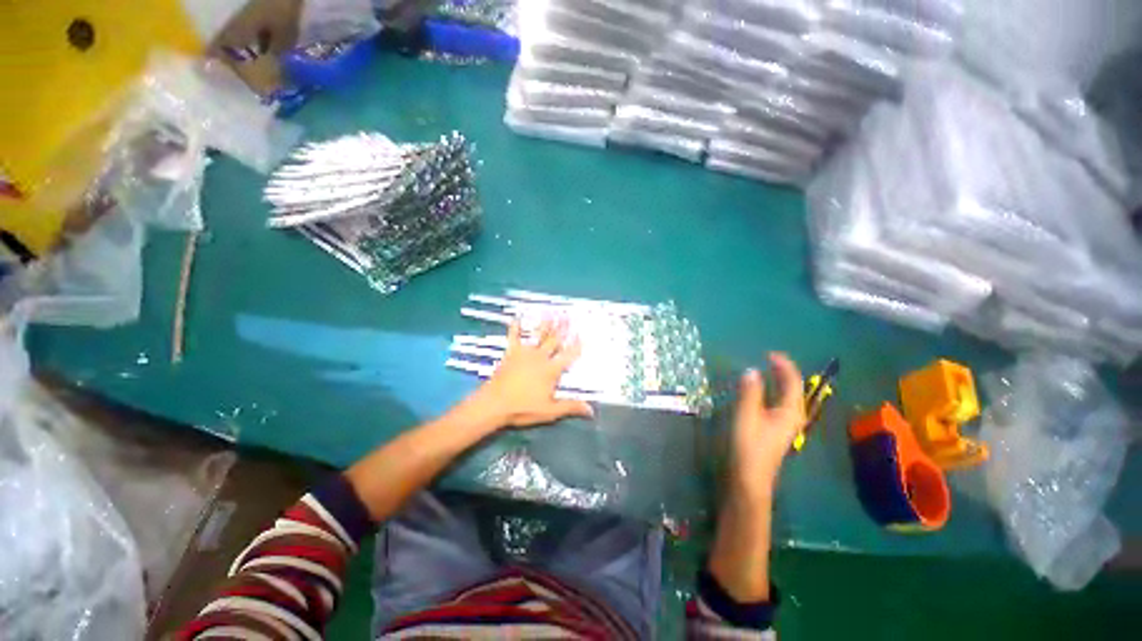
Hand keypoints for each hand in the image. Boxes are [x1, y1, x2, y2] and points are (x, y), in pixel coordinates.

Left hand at [469, 319, 593, 429]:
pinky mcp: (511, 353)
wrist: (494, 404)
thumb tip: (591, 410)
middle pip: (554, 340)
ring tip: (552, 313)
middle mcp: (540, 357)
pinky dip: (516, 327)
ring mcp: (524, 353)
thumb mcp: (550, 411)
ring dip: (545, 324)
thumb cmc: (523, 408)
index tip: (583, 335)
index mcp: (550, 370)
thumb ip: (570, 407)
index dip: (576, 346)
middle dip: (563, 328)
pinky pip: (514, 337)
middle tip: (569, 316)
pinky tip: (517, 318)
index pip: (568, 355)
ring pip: (538, 335)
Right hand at [729, 353, 805, 495]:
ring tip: (764, 370)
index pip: (793, 382)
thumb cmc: (749, 446)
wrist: (750, 479)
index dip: (783, 365)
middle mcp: (792, 416)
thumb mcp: (746, 416)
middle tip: (766, 359)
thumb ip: (750, 392)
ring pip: (786, 396)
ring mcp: (785, 424)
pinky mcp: (776, 430)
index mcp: (790, 411)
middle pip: (793, 388)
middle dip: (782, 372)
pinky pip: (778, 403)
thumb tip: (751, 371)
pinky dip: (772, 392)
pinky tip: (760, 392)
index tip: (768, 354)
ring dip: (778, 381)